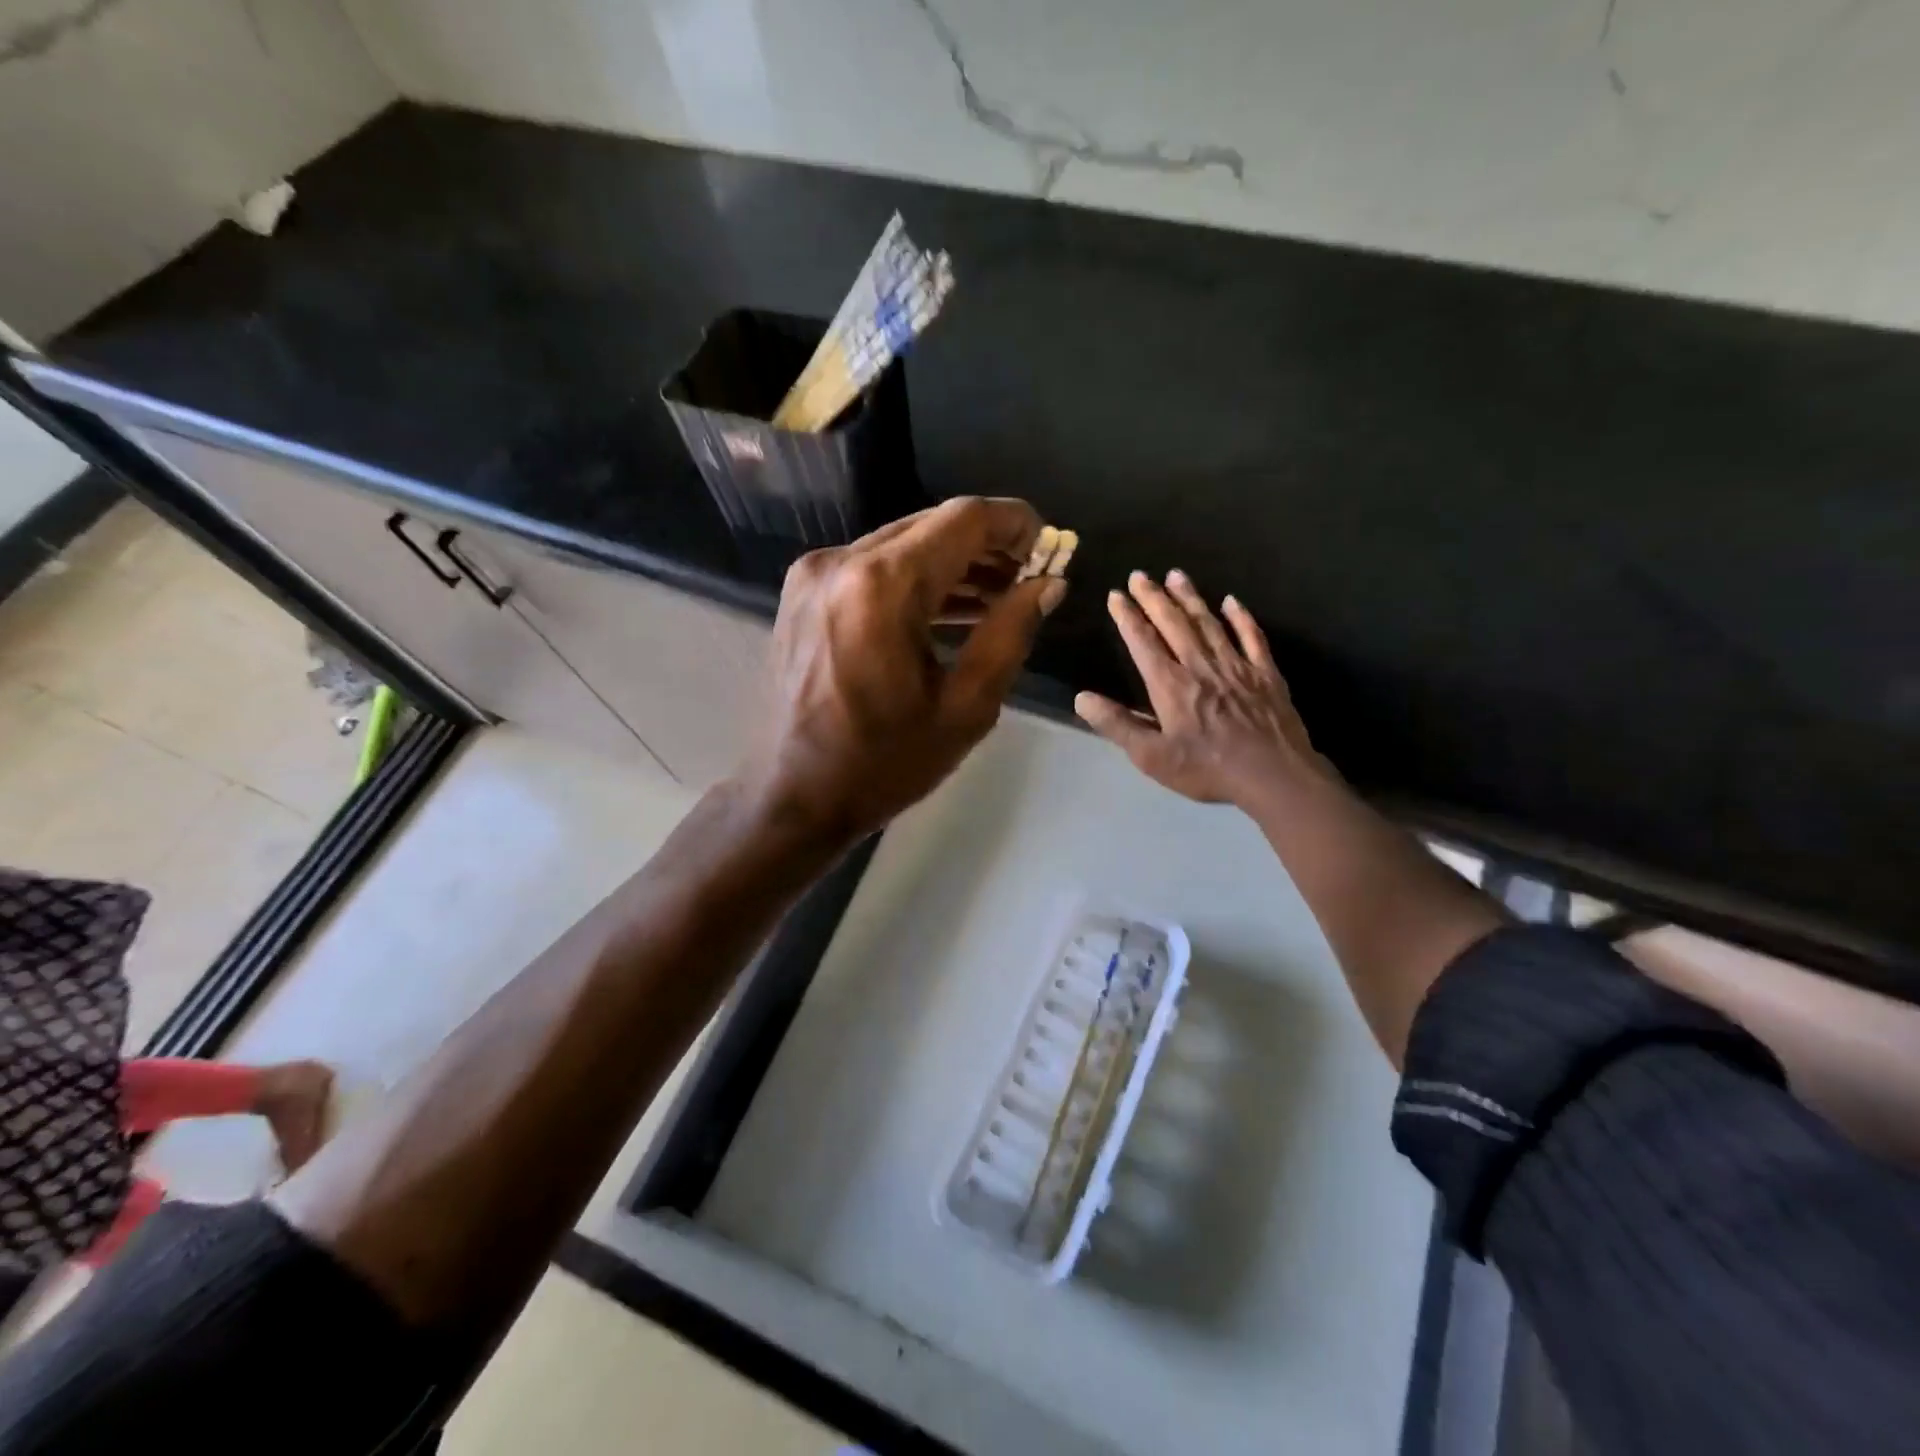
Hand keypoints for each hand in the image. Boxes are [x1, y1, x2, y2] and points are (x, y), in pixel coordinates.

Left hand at [739, 498, 1066, 844]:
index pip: (964, 519)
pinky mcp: (804, 594)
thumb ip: (1010, 634)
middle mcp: (842, 562)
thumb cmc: (884, 763)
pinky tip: (952, 608)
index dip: (1015, 523)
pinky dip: (915, 580)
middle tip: (1029, 578)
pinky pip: (873, 568)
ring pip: (903, 544)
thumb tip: (1049, 583)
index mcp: (882, 586)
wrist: (792, 796)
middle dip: (987, 545)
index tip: (1050, 548)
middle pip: (932, 525)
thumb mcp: (965, 707)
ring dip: (953, 563)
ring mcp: (815, 576)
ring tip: (1000, 596)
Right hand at [1075, 571, 1335, 808]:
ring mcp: (1236, 666)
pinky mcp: (1265, 673)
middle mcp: (1200, 666)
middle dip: (1154, 597)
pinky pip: (1251, 636)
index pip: (1143, 642)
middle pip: (1174, 623)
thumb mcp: (1152, 757)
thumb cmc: (1207, 769)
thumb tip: (1082, 698)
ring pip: (1208, 623)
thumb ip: (1117, 725)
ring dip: (1190, 598)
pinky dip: (1240, 617)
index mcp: (1170, 685)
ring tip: (1176, 575)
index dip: (1128, 617)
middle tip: (1140, 575)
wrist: (1273, 775)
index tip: (1116, 595)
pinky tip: (1231, 601)